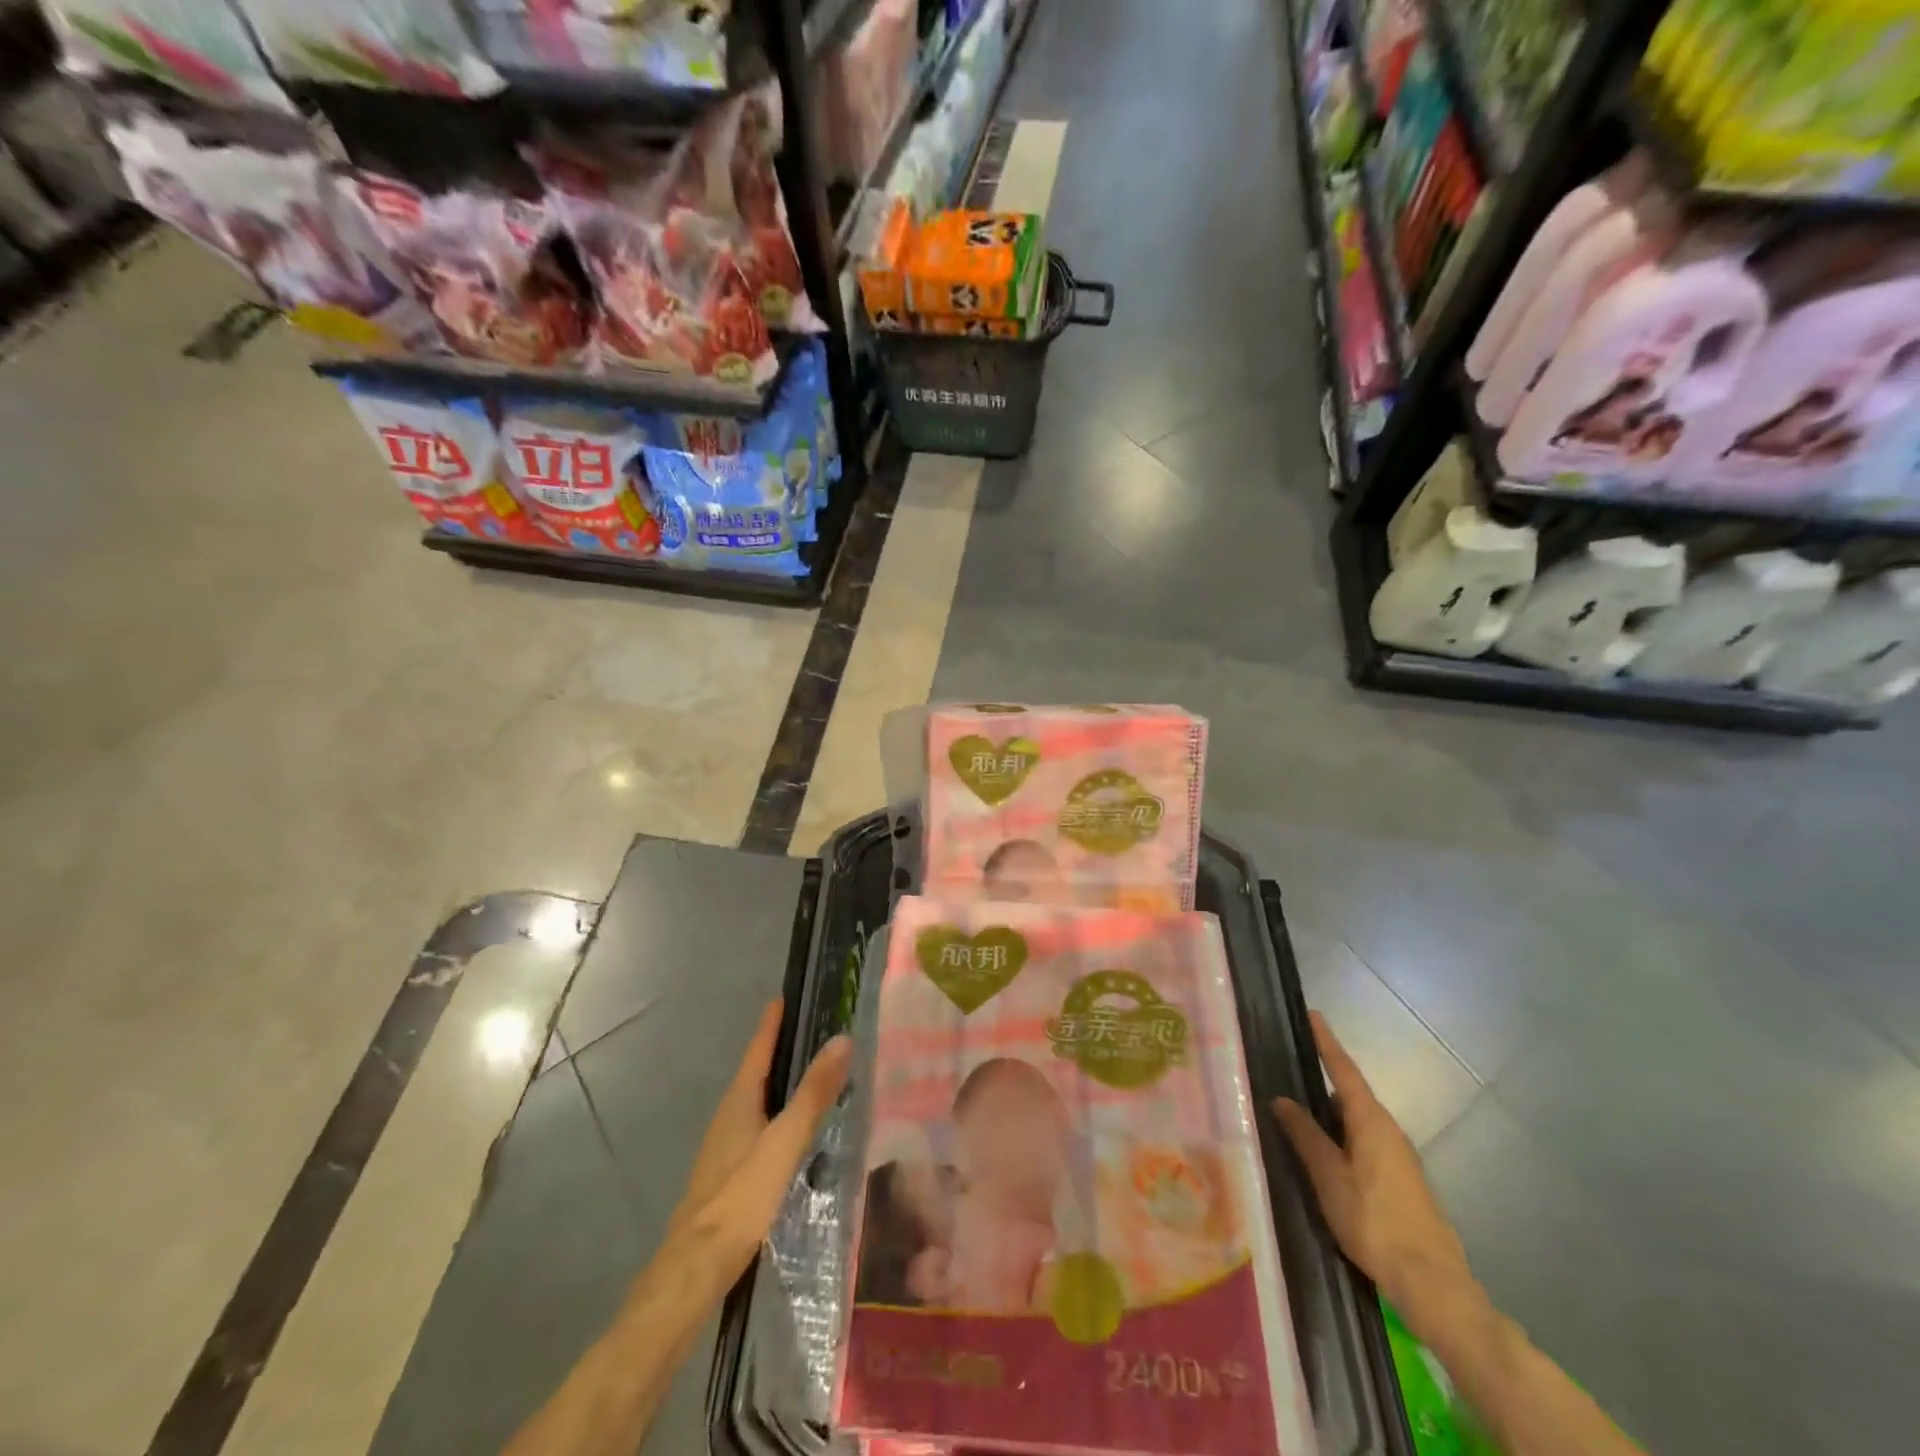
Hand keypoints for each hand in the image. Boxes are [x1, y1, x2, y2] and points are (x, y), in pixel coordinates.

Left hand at [664, 1002, 852, 1296]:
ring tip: (810, 1074)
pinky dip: (777, 1113)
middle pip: (756, 1072)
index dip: (772, 1023)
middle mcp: (728, 1117)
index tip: (784, 996)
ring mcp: (725, 1147)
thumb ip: (813, 1093)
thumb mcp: (784, 1142)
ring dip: (779, 1083)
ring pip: (756, 1101)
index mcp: (739, 1102)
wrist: (695, 1269)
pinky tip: (793, 1131)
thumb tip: (841, 1039)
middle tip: (810, 1030)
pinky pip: (757, 1127)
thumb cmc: (741, 1197)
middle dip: (779, 1049)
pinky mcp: (729, 1174)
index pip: (758, 1049)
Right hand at [1273, 1012, 1474, 1330]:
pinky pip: (1364, 1142)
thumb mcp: (1328, 1176)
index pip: (1344, 1069)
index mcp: (1371, 1121)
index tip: (1312, 1014)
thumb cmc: (1374, 1220)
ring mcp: (1399, 1157)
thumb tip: (1282, 1099)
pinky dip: (1341, 1136)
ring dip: (1329, 1113)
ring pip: (1357, 1121)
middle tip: (1288, 1068)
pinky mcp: (1402, 1180)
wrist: (1432, 1281)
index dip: (1326, 1042)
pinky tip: (1323, 1153)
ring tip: (1296, 1111)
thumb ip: (1305, 1135)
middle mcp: (1389, 1130)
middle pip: (1350, 1094)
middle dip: (1322, 1080)